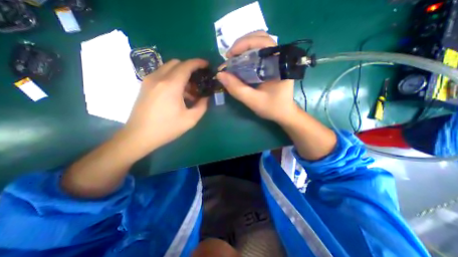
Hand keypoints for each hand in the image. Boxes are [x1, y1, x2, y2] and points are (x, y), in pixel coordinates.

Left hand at [122, 58, 207, 151]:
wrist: (139, 136)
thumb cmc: (167, 128)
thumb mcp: (190, 119)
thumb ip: (202, 106)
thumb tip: (206, 97)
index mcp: (171, 85)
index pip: (186, 66)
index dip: (198, 63)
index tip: (206, 65)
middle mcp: (159, 77)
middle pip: (177, 63)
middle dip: (190, 69)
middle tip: (198, 82)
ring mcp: (149, 80)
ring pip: (168, 68)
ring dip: (181, 74)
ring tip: (189, 90)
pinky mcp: (145, 85)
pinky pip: (162, 74)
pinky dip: (172, 78)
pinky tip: (177, 93)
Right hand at [217, 31, 299, 122]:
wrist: (284, 113)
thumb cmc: (272, 108)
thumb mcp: (253, 101)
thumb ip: (237, 89)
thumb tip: (220, 75)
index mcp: (280, 64)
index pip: (263, 42)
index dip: (244, 44)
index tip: (229, 55)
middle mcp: (280, 57)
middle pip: (260, 38)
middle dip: (242, 44)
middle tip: (229, 57)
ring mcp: (276, 59)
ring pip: (259, 43)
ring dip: (244, 48)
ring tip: (233, 59)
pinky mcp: (272, 64)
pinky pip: (259, 52)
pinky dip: (247, 54)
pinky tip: (240, 63)